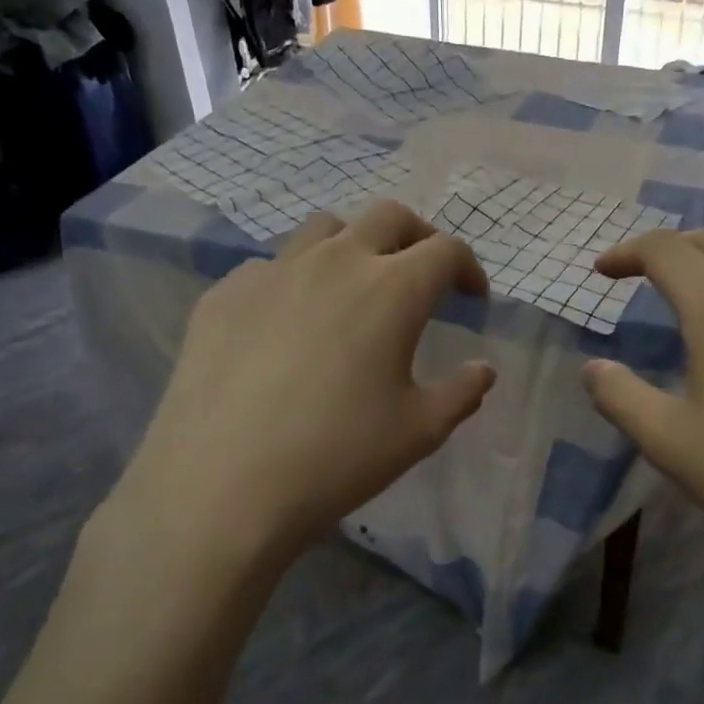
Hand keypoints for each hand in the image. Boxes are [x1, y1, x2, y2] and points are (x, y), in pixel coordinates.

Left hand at [98, 201, 495, 589]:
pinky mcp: (225, 293)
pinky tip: (289, 325)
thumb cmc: (337, 456)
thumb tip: (482, 369)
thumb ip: (461, 391)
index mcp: (392, 289)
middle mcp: (335, 261)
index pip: (445, 250)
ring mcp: (273, 271)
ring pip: (325, 228)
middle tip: (422, 276)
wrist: (221, 485)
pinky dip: (297, 279)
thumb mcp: (419, 431)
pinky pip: (272, 266)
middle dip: (418, 237)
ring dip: (355, 245)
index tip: (472, 298)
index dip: (468, 268)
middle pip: (388, 217)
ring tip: (355, 287)